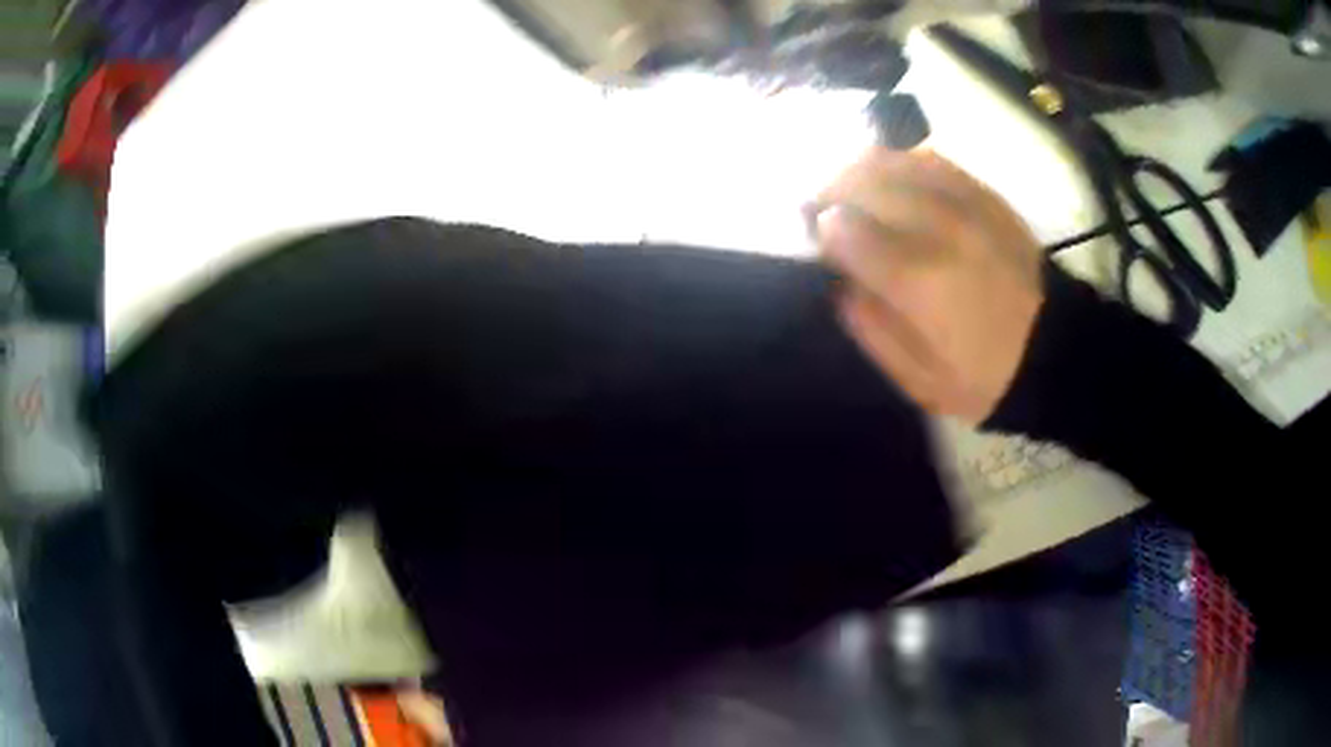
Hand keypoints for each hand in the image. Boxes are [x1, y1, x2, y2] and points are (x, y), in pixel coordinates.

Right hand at [811, 149, 1044, 422]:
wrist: (1054, 354)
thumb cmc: (984, 378)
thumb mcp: (917, 379)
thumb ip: (870, 328)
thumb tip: (839, 282)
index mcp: (917, 281)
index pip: (844, 229)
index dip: (821, 231)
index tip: (818, 242)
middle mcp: (938, 228)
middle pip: (862, 179)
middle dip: (830, 190)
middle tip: (822, 209)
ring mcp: (966, 205)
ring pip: (894, 159)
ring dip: (860, 169)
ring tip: (853, 189)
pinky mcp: (988, 197)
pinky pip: (933, 160)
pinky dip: (903, 164)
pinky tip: (897, 182)